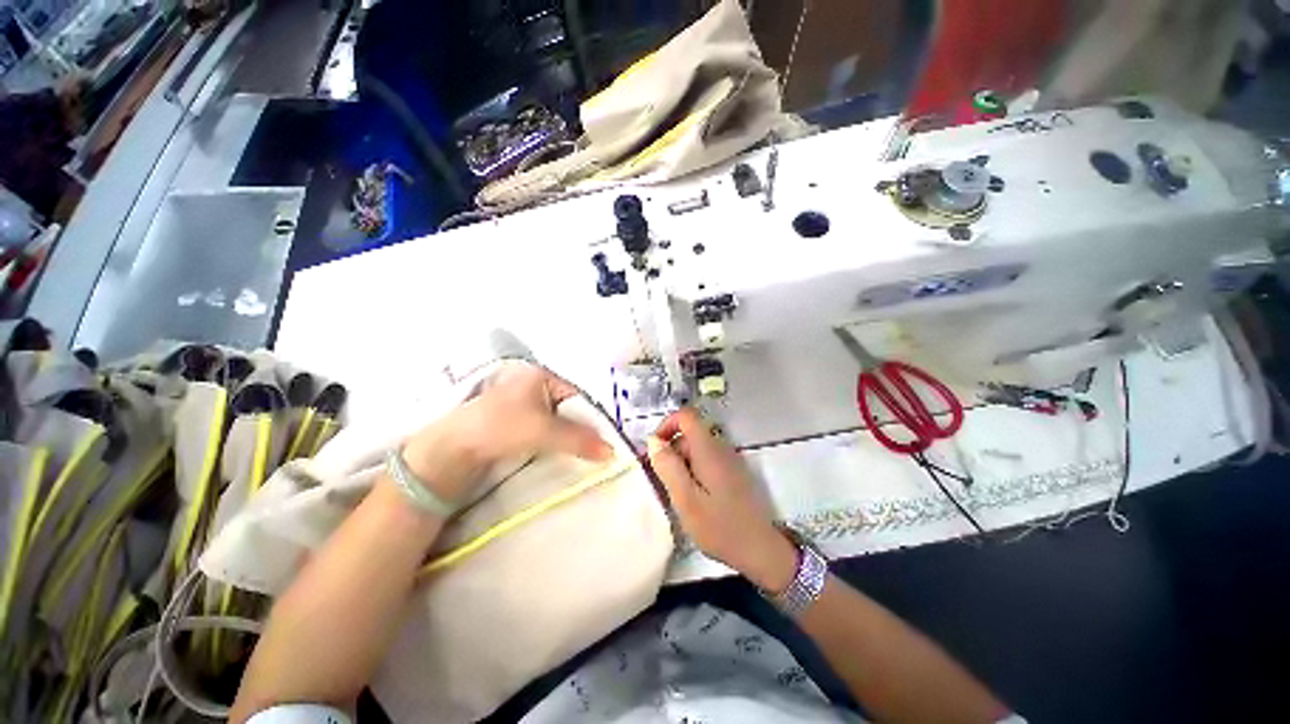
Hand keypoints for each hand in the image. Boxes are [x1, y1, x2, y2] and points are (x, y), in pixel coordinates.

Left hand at [402, 366, 611, 502]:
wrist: (452, 450)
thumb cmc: (500, 427)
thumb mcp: (544, 431)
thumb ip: (579, 439)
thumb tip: (612, 451)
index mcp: (541, 375)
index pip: (578, 394)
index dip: (592, 415)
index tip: (605, 437)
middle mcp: (534, 385)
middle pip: (569, 407)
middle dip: (582, 427)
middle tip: (597, 448)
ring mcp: (523, 404)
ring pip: (558, 420)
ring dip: (569, 437)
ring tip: (584, 454)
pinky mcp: (515, 423)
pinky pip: (546, 430)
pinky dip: (556, 441)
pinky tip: (563, 453)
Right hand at [648, 408, 796, 592]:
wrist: (760, 550)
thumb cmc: (719, 526)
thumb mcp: (685, 498)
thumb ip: (668, 466)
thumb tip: (653, 440)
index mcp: (709, 449)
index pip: (686, 416)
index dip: (666, 425)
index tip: (654, 450)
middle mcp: (720, 448)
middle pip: (689, 435)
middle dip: (670, 452)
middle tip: (660, 482)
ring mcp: (728, 461)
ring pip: (696, 450)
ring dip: (680, 465)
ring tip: (675, 495)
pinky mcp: (732, 474)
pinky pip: (705, 462)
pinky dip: (692, 473)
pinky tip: (691, 499)